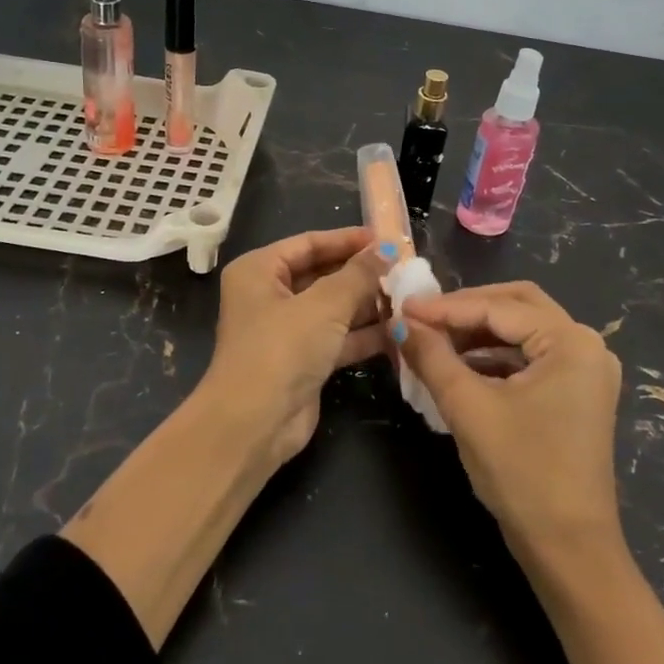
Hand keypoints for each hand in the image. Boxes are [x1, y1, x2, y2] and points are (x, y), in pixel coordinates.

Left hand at [202, 227, 391, 463]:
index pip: (309, 243)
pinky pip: (338, 338)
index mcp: (259, 270)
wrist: (254, 425)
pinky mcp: (303, 361)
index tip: (387, 239)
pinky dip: (364, 334)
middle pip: (322, 274)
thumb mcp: (325, 305)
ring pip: (333, 308)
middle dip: (362, 274)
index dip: (348, 240)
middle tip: (405, 269)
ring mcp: (286, 331)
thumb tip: (388, 249)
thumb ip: (359, 275)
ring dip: (368, 304)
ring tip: (409, 297)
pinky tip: (399, 331)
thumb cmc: (282, 349)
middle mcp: (269, 296)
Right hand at [400, 282, 624, 559]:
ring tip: (433, 341)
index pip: (499, 308)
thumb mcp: (469, 408)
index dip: (447, 307)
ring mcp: (585, 371)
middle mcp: (586, 346)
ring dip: (478, 334)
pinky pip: (530, 358)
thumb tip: (400, 323)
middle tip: (422, 318)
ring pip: (522, 331)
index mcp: (571, 342)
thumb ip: (433, 357)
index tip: (403, 308)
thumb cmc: (522, 473)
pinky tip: (460, 366)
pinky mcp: (576, 394)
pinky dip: (494, 357)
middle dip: (467, 310)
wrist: (569, 549)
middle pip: (517, 306)